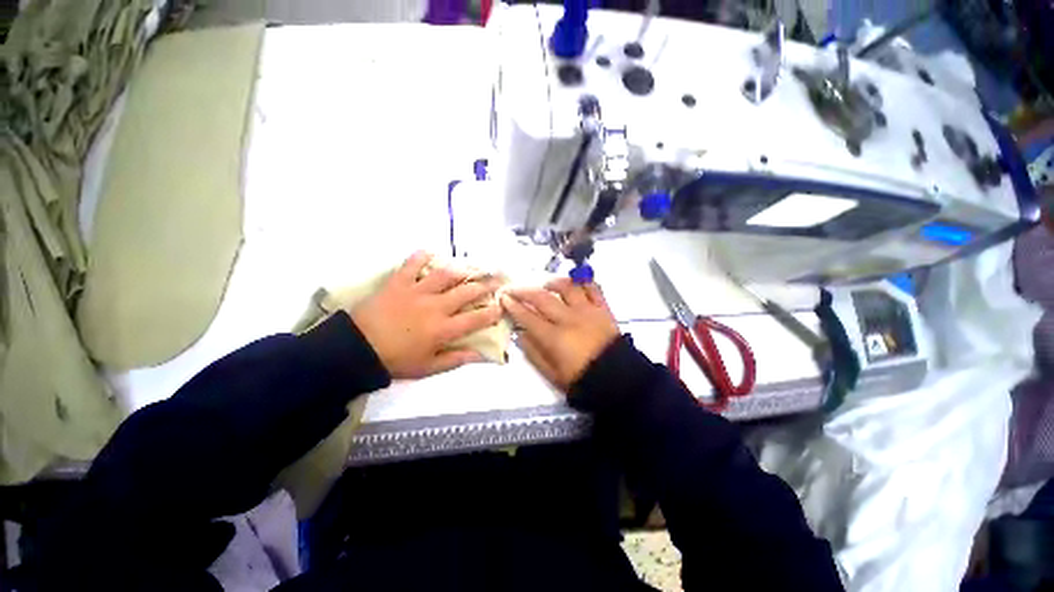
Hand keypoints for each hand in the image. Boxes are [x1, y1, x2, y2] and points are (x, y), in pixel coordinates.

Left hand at [351, 251, 502, 378]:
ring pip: (446, 275)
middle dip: (486, 285)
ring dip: (462, 269)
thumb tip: (482, 356)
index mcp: (443, 329)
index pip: (476, 318)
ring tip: (472, 265)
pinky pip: (412, 264)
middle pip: (467, 292)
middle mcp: (436, 306)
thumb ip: (457, 359)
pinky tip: (430, 252)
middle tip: (497, 279)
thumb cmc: (395, 360)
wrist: (356, 349)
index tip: (501, 306)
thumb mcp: (428, 367)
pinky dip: (421, 256)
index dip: (492, 312)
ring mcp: (417, 292)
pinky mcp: (399, 282)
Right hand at [501, 278, 619, 391]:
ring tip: (546, 284)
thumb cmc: (582, 379)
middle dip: (524, 291)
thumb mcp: (553, 374)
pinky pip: (593, 287)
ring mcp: (587, 310)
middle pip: (543, 298)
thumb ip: (534, 353)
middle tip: (514, 288)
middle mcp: (569, 318)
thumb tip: (520, 335)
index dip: (513, 307)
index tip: (503, 298)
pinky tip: (574, 282)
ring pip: (567, 287)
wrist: (618, 378)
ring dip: (553, 282)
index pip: (528, 317)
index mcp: (555, 337)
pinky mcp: (603, 308)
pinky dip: (583, 281)